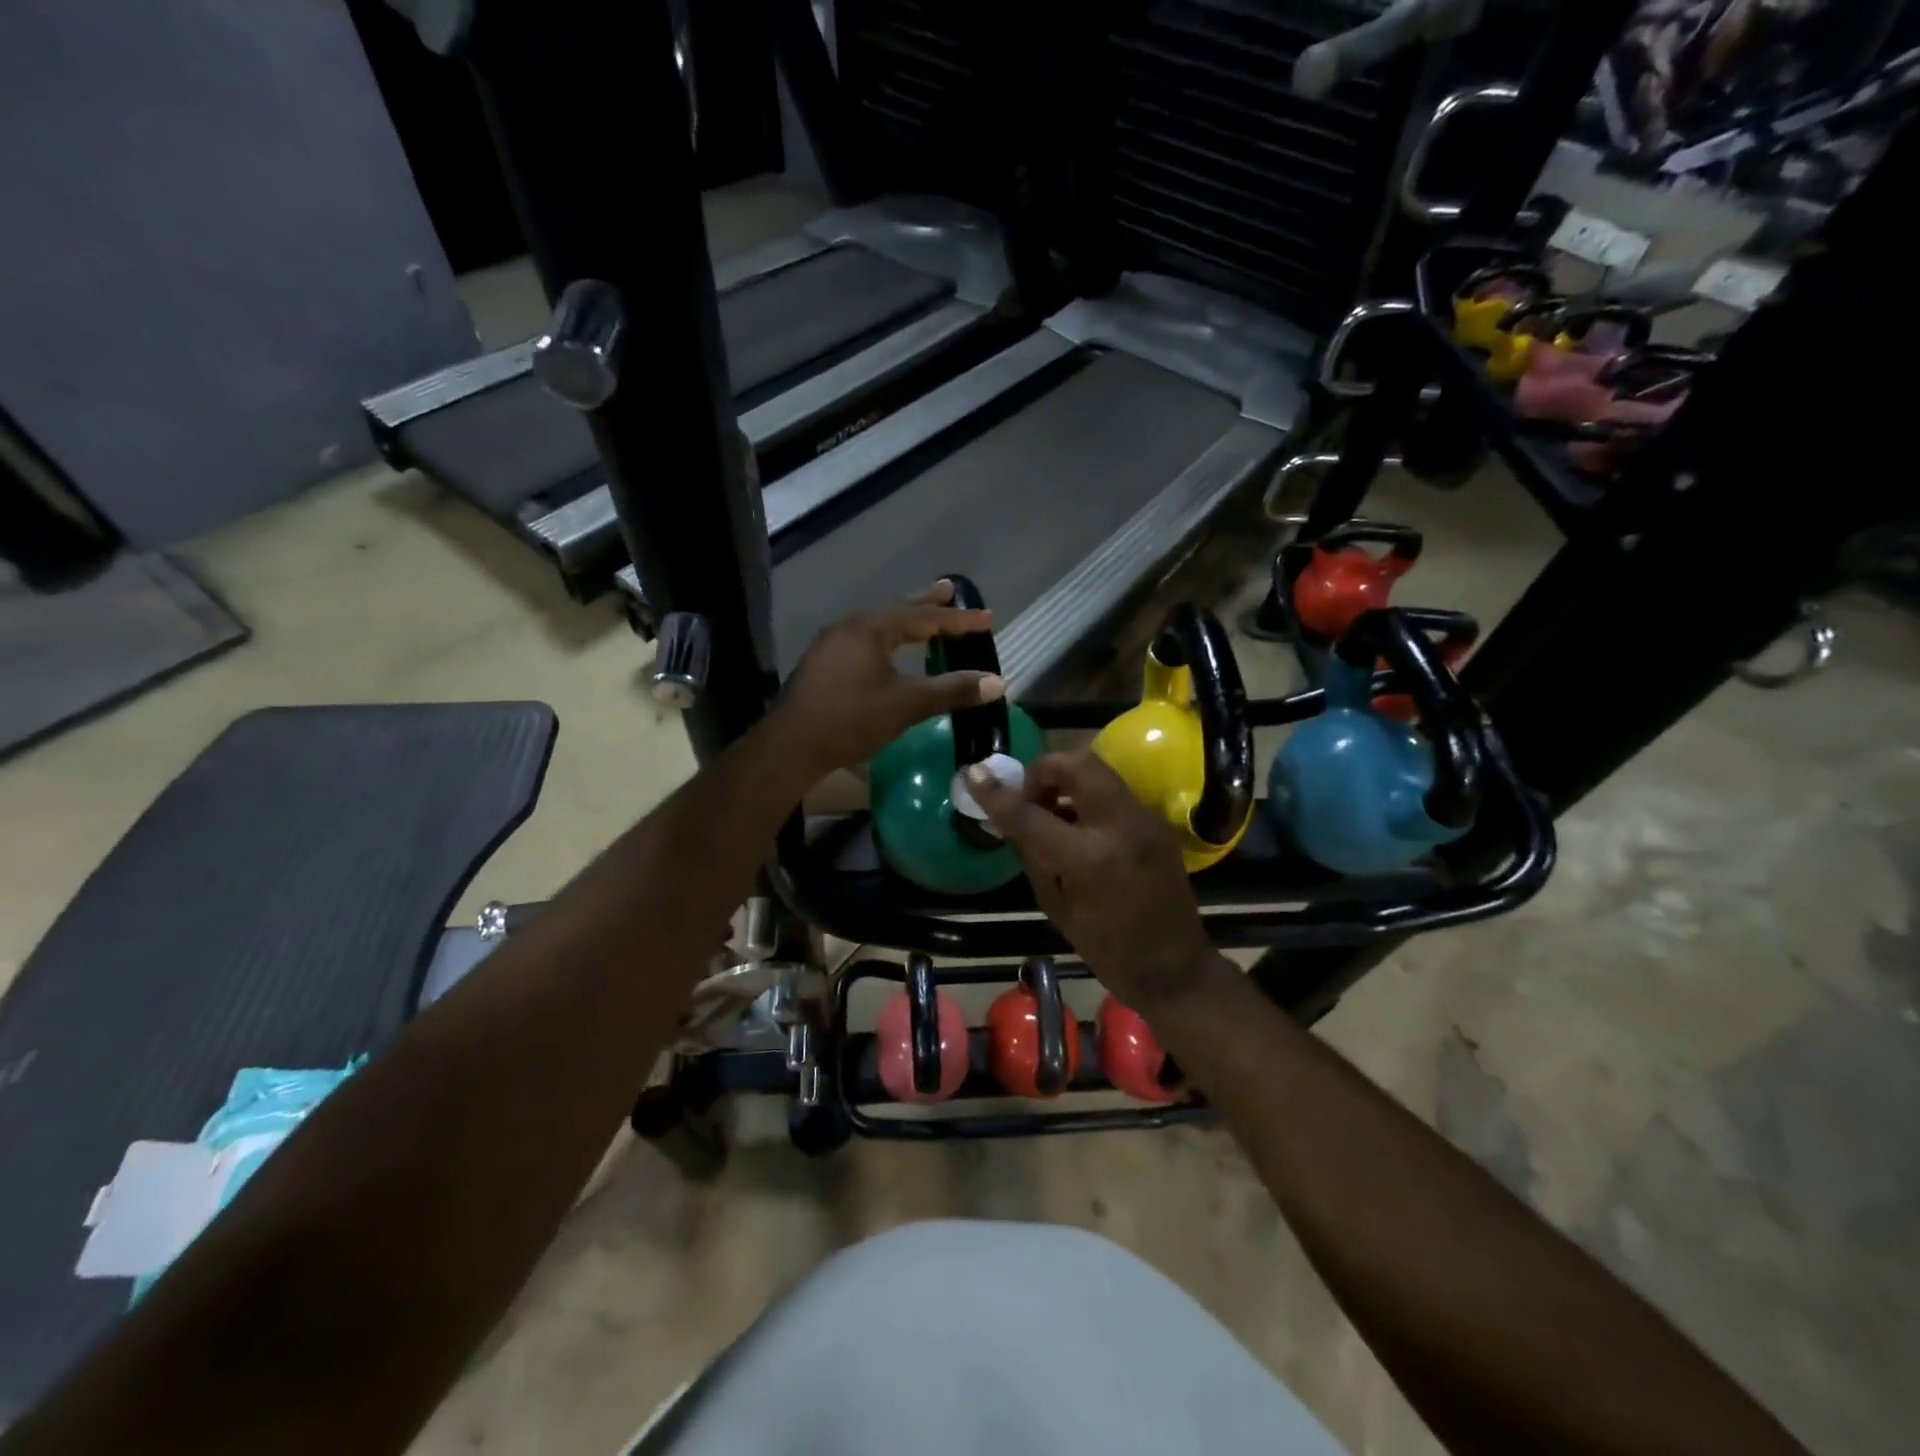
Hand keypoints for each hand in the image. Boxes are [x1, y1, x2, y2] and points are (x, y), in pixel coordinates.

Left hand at [773, 581, 1004, 776]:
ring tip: (924, 620)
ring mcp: (832, 644)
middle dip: (926, 604)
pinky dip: (887, 639)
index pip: (924, 617)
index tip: (988, 618)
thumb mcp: (907, 704)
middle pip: (897, 610)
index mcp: (871, 627)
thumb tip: (998, 682)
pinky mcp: (823, 663)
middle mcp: (850, 626)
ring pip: (878, 625)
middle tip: (950, 591)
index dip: (959, 620)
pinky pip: (864, 640)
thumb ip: (952, 690)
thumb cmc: (851, 719)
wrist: (791, 746)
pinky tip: (889, 651)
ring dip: (904, 621)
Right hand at [965, 749, 1221, 1014]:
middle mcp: (1120, 826)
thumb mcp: (1055, 904)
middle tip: (1028, 798)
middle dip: (1042, 770)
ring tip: (1051, 810)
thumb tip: (1006, 814)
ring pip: (1097, 769)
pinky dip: (1086, 794)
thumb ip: (1030, 851)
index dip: (996, 793)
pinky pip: (1112, 789)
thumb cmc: (1106, 947)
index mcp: (1090, 859)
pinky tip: (1077, 824)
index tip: (973, 775)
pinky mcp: (1155, 820)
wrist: (1175, 966)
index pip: (1031, 813)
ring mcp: (1144, 818)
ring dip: (1065, 779)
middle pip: (1075, 763)